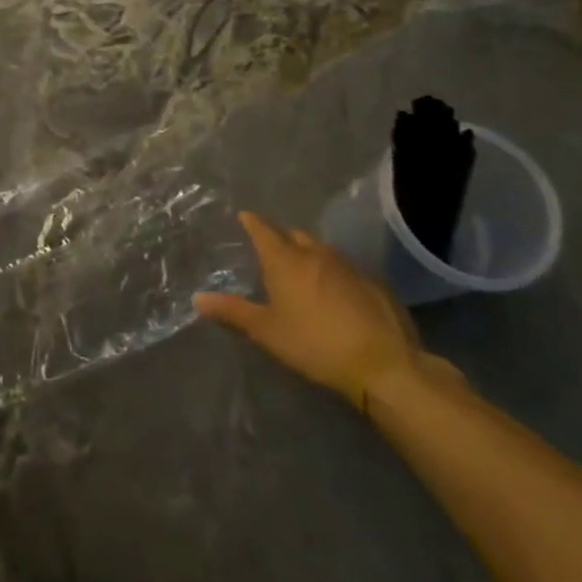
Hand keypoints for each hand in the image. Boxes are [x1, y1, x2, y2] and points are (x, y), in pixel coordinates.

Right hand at [195, 212, 427, 409]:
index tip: (245, 216)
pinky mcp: (375, 283)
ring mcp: (349, 266)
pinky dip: (335, 274)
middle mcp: (316, 254)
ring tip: (304, 271)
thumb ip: (233, 312)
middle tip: (273, 249)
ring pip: (323, 250)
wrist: (384, 365)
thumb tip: (197, 298)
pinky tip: (337, 294)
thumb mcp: (267, 332)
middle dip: (282, 238)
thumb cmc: (314, 344)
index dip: (252, 222)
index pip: (263, 230)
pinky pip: (347, 269)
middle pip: (295, 235)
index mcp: (286, 261)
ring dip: (310, 255)